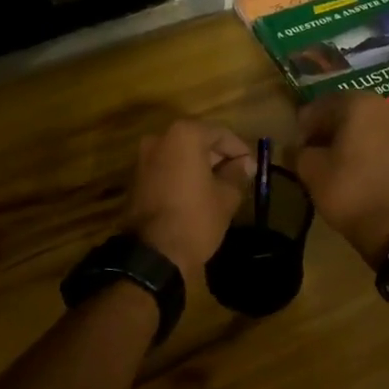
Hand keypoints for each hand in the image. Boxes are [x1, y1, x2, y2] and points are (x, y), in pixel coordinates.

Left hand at [126, 120, 254, 281]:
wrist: (153, 254)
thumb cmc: (196, 218)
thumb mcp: (226, 197)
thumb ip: (237, 173)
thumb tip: (244, 164)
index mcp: (184, 136)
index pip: (220, 133)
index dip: (240, 150)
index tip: (252, 168)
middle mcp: (159, 138)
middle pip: (197, 141)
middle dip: (219, 157)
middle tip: (238, 176)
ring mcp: (143, 159)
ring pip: (180, 155)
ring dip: (200, 166)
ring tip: (221, 187)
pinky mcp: (135, 179)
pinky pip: (166, 169)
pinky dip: (183, 176)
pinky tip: (198, 194)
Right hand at [295, 92, 388, 265]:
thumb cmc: (346, 190)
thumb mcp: (309, 168)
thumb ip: (296, 150)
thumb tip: (294, 147)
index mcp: (356, 103)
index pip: (318, 107)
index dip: (301, 127)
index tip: (292, 147)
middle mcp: (380, 105)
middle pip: (340, 111)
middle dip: (321, 129)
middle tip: (306, 152)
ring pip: (357, 123)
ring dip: (339, 137)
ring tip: (324, 160)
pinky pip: (372, 136)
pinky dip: (357, 145)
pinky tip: (345, 165)